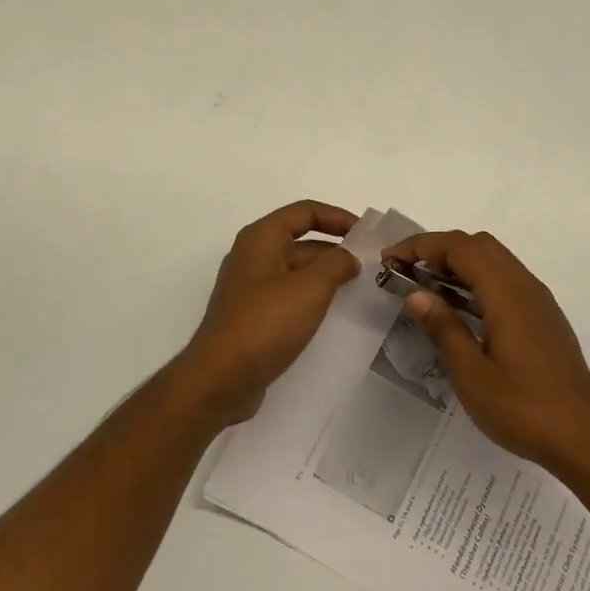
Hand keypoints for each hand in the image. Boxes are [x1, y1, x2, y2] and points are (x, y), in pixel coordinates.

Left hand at [175, 200, 360, 426]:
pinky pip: (287, 295)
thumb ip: (336, 264)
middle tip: (368, 265)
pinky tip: (331, 313)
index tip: (366, 234)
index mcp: (261, 238)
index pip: (304, 211)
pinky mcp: (251, 316)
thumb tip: (349, 257)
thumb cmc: (266, 323)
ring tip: (357, 288)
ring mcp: (249, 288)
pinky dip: (311, 296)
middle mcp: (252, 256)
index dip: (337, 217)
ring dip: (325, 274)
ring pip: (295, 270)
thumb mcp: (310, 288)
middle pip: (300, 240)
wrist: (221, 379)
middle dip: (334, 248)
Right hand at [381, 230, 589, 472]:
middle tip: (406, 272)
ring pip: (494, 261)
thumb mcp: (471, 374)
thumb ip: (444, 328)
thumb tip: (416, 295)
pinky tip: (459, 310)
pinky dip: (476, 281)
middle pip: (478, 245)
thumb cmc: (523, 408)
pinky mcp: (542, 317)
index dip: (421, 246)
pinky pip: (505, 280)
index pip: (460, 247)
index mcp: (506, 293)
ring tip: (425, 287)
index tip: (389, 259)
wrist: (585, 437)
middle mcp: (525, 286)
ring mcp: (537, 301)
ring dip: (458, 264)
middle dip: (438, 249)